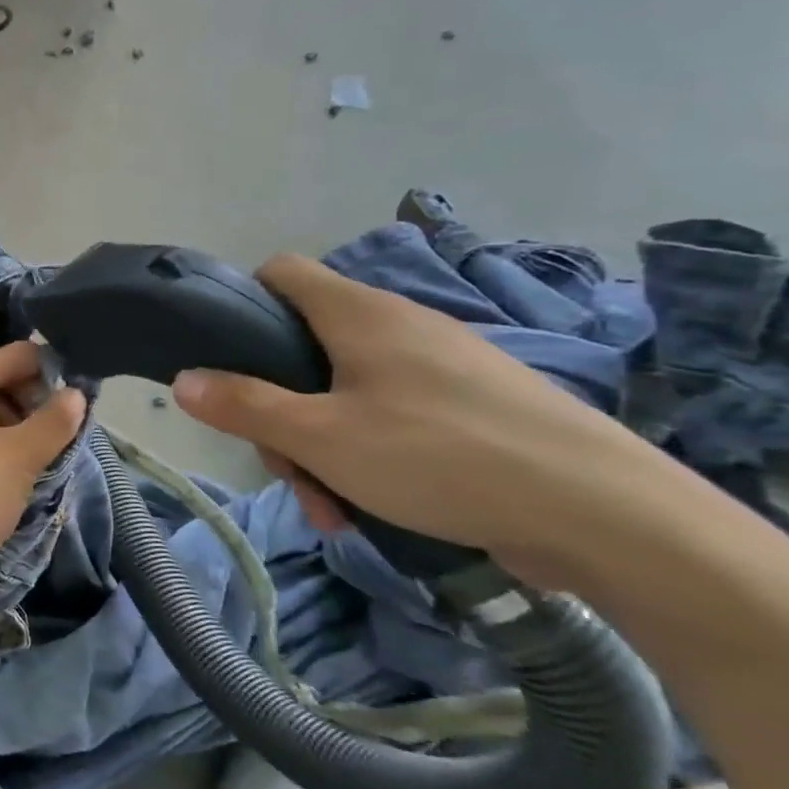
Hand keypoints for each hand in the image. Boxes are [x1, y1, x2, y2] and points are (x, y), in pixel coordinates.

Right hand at [168, 254, 670, 579]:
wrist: (606, 515)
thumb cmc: (439, 456)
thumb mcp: (319, 436)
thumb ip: (243, 405)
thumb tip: (181, 380)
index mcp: (358, 314)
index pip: (279, 273)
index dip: (240, 302)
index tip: (224, 357)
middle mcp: (397, 325)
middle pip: (303, 349)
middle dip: (278, 409)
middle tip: (283, 466)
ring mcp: (438, 365)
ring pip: (343, 393)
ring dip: (319, 446)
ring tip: (330, 508)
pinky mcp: (470, 405)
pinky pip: (390, 418)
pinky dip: (365, 456)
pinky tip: (370, 509)